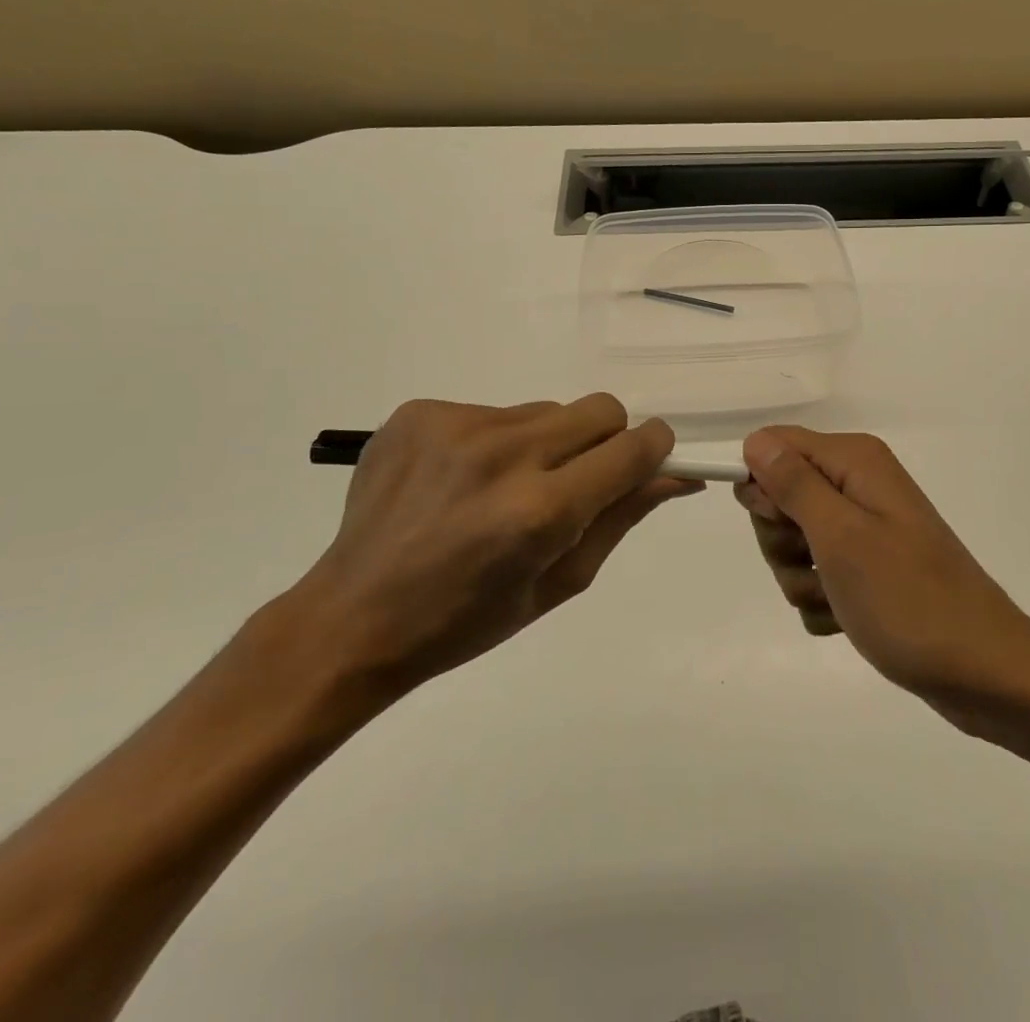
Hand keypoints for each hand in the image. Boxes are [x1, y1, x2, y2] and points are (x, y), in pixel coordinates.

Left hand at [289, 396, 698, 696]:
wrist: (352, 618)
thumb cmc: (465, 621)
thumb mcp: (559, 583)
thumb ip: (622, 518)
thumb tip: (677, 474)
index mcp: (542, 510)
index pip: (633, 447)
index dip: (653, 449)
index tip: (648, 460)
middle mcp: (504, 454)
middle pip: (599, 409)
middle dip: (605, 441)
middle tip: (574, 482)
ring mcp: (457, 426)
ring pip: (545, 410)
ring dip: (546, 443)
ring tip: (504, 489)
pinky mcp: (420, 412)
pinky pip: (492, 411)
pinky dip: (494, 442)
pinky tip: (460, 482)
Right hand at [736, 427, 1029, 718]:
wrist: (983, 671)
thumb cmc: (908, 599)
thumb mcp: (840, 537)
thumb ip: (793, 484)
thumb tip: (755, 440)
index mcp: (855, 462)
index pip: (776, 446)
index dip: (762, 486)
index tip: (779, 524)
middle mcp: (858, 484)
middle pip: (780, 497)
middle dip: (783, 540)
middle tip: (814, 565)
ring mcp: (865, 529)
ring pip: (794, 543)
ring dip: (801, 578)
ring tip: (838, 600)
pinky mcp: (869, 569)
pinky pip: (817, 577)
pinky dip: (823, 602)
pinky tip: (848, 620)